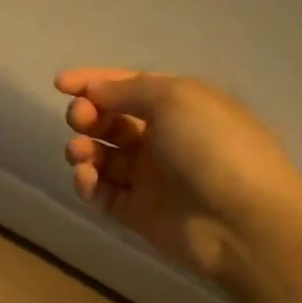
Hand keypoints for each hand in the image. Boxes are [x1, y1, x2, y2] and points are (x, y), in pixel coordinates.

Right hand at [55, 68, 301, 279]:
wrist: (241, 220)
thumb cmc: (213, 147)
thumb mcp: (175, 98)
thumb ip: (128, 90)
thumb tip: (94, 92)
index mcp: (180, 107)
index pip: (129, 87)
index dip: (94, 82)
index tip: (60, 84)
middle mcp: (163, 139)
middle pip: (111, 121)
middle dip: (87, 116)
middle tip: (78, 120)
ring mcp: (149, 177)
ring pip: (102, 157)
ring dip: (83, 150)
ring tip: (79, 154)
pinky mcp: (136, 211)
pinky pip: (102, 192)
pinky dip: (88, 183)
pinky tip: (87, 179)